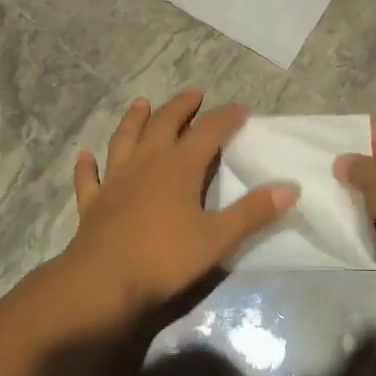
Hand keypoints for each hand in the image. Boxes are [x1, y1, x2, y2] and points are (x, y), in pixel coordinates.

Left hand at [65, 90, 296, 315]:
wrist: (103, 282)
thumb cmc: (165, 258)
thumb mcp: (217, 238)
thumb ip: (252, 212)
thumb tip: (290, 188)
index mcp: (179, 168)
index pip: (208, 132)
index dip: (226, 118)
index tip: (242, 108)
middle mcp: (146, 164)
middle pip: (164, 124)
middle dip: (181, 107)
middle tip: (194, 93)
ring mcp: (115, 181)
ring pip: (124, 140)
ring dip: (134, 120)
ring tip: (141, 103)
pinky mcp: (93, 203)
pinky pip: (89, 178)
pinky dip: (88, 166)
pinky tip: (85, 156)